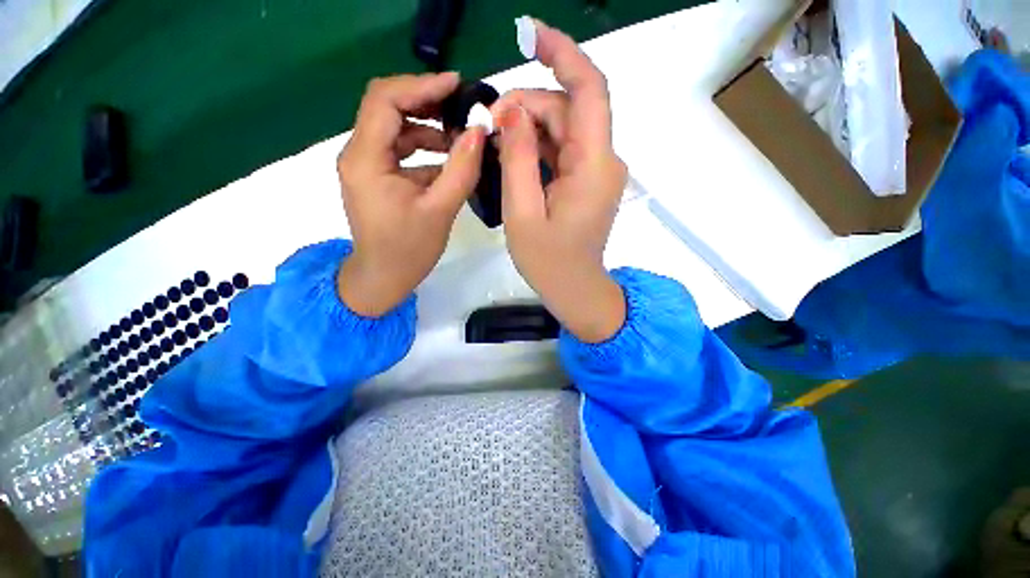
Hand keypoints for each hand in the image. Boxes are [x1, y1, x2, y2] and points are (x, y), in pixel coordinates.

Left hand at [336, 73, 485, 316]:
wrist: (383, 278)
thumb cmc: (408, 250)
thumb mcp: (440, 211)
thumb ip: (461, 170)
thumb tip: (478, 132)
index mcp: (366, 159)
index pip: (385, 100)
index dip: (421, 86)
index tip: (456, 84)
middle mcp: (359, 154)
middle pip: (387, 107)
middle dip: (425, 102)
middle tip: (461, 107)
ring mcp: (366, 165)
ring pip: (396, 129)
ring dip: (428, 128)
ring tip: (461, 137)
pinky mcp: (377, 176)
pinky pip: (400, 150)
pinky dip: (425, 149)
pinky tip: (449, 159)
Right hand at [491, 21, 627, 342]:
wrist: (574, 290)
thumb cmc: (548, 262)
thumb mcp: (522, 212)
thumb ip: (517, 158)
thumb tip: (510, 111)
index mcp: (593, 166)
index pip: (588, 90)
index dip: (563, 54)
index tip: (530, 34)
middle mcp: (603, 161)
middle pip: (567, 111)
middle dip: (527, 108)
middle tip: (490, 127)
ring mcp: (597, 171)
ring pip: (563, 130)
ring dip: (529, 129)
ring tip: (498, 146)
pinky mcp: (588, 181)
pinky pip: (563, 150)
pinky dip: (538, 148)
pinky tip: (515, 159)